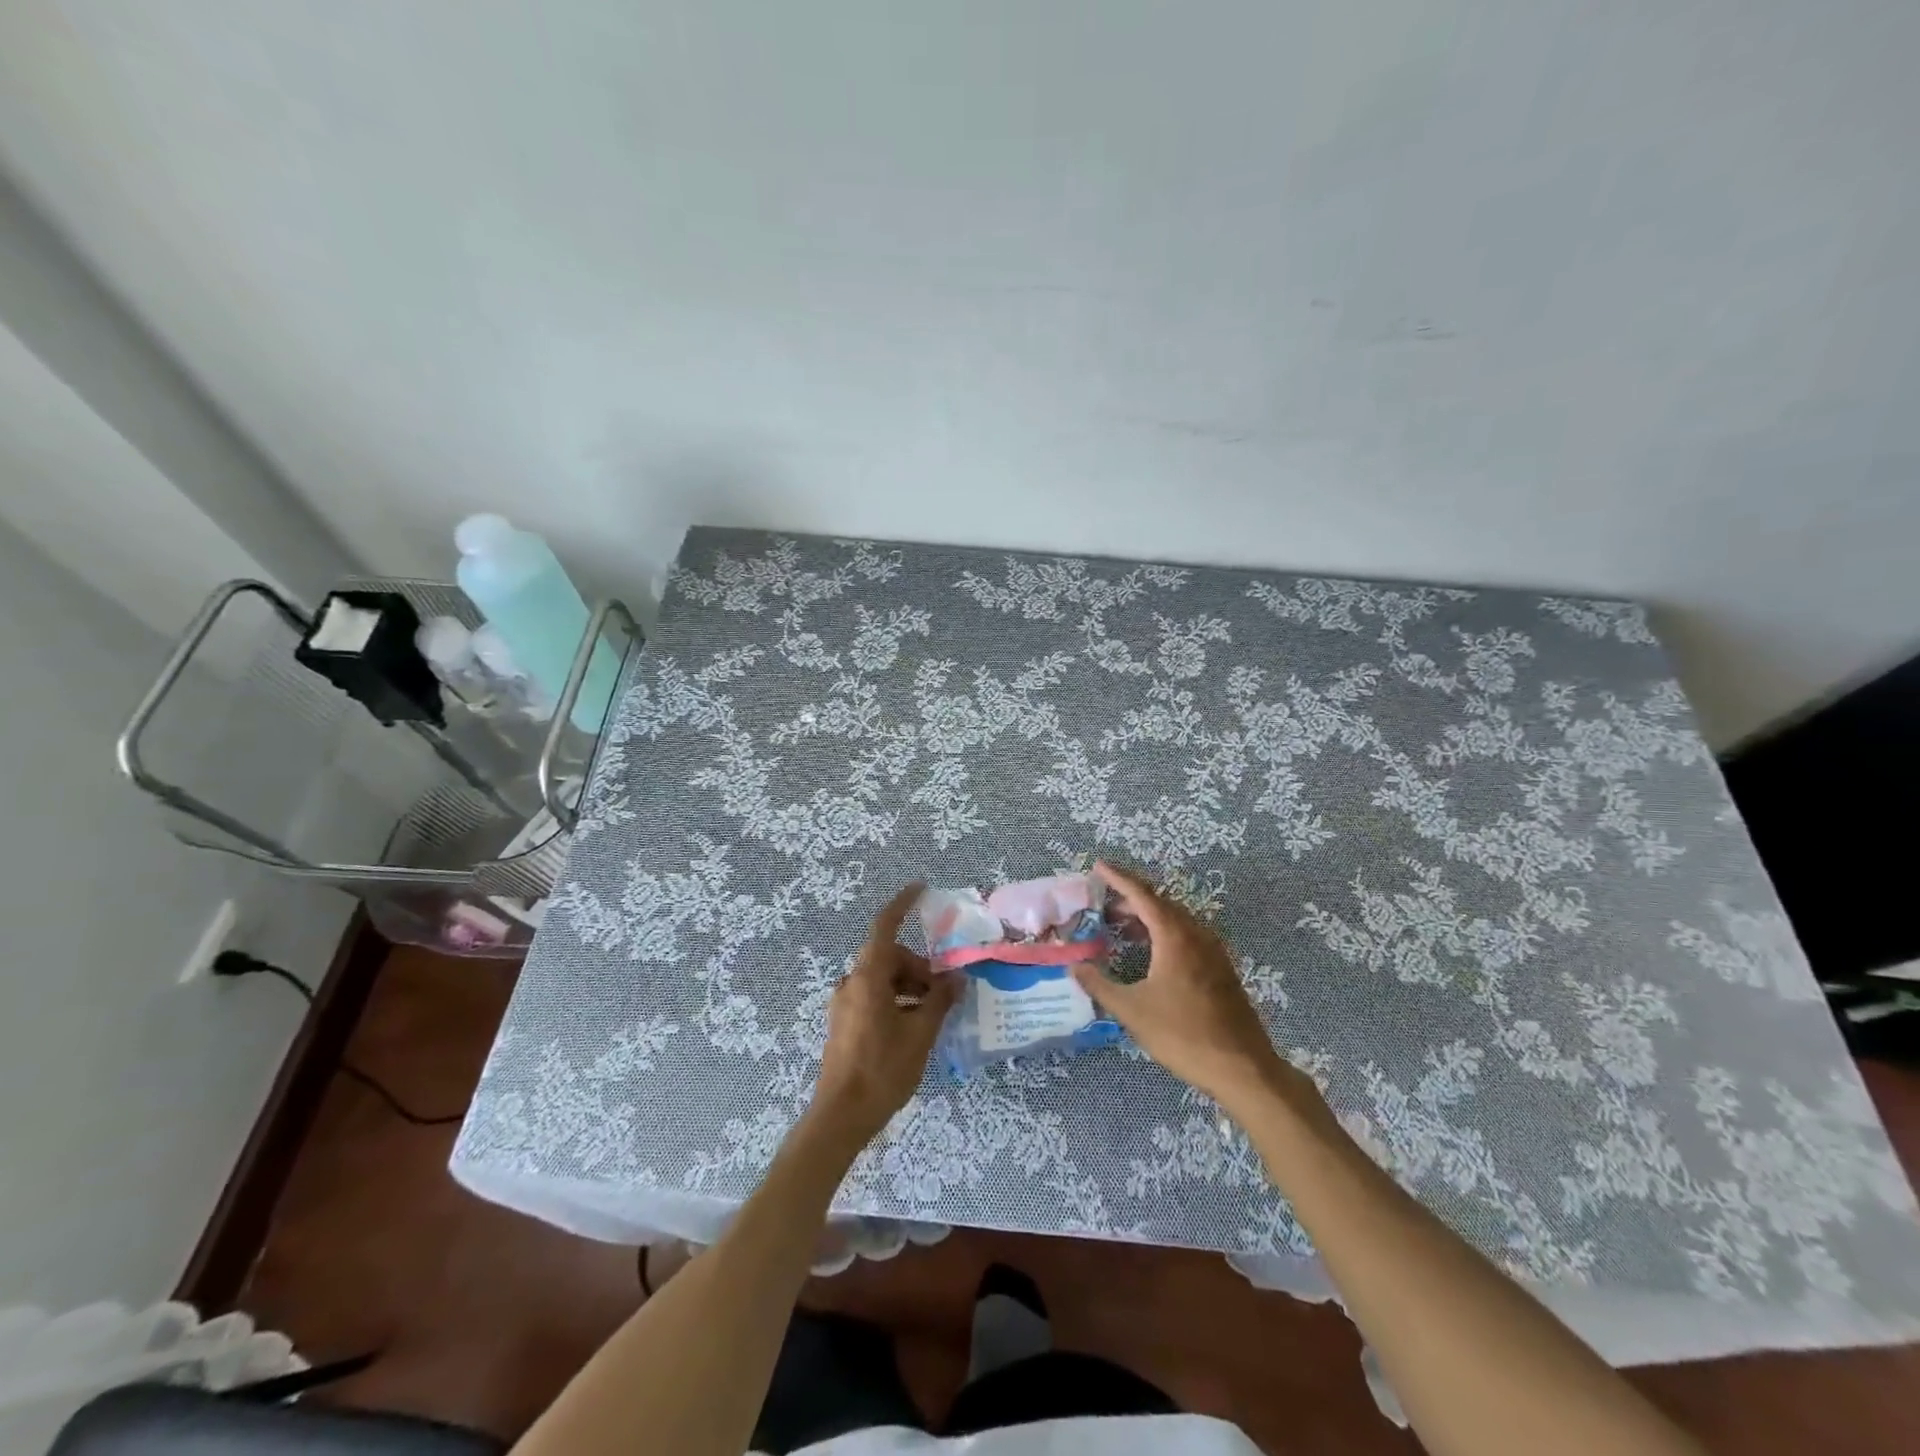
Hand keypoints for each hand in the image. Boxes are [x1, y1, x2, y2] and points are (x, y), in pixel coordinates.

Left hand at [812, 883, 960, 1145]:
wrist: (841, 1117)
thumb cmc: (883, 1070)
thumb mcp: (920, 1033)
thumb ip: (939, 1001)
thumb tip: (956, 980)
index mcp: (867, 978)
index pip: (884, 927)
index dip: (902, 905)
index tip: (920, 889)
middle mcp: (851, 983)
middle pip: (889, 957)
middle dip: (918, 966)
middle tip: (943, 992)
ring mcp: (843, 1004)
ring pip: (882, 978)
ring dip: (908, 986)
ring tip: (932, 1013)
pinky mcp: (843, 1023)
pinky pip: (873, 996)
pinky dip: (895, 999)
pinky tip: (913, 1026)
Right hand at [1073, 862, 1311, 1113]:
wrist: (1242, 1068)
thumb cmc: (1183, 1034)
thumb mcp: (1132, 1011)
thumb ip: (1100, 985)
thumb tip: (1074, 967)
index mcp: (1174, 936)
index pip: (1142, 894)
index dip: (1118, 878)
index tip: (1099, 865)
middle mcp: (1195, 934)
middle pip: (1159, 902)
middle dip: (1130, 898)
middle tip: (1102, 902)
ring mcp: (1212, 950)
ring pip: (1175, 919)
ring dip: (1147, 916)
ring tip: (1120, 925)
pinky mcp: (1220, 968)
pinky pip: (1187, 935)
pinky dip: (1163, 931)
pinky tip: (1150, 951)